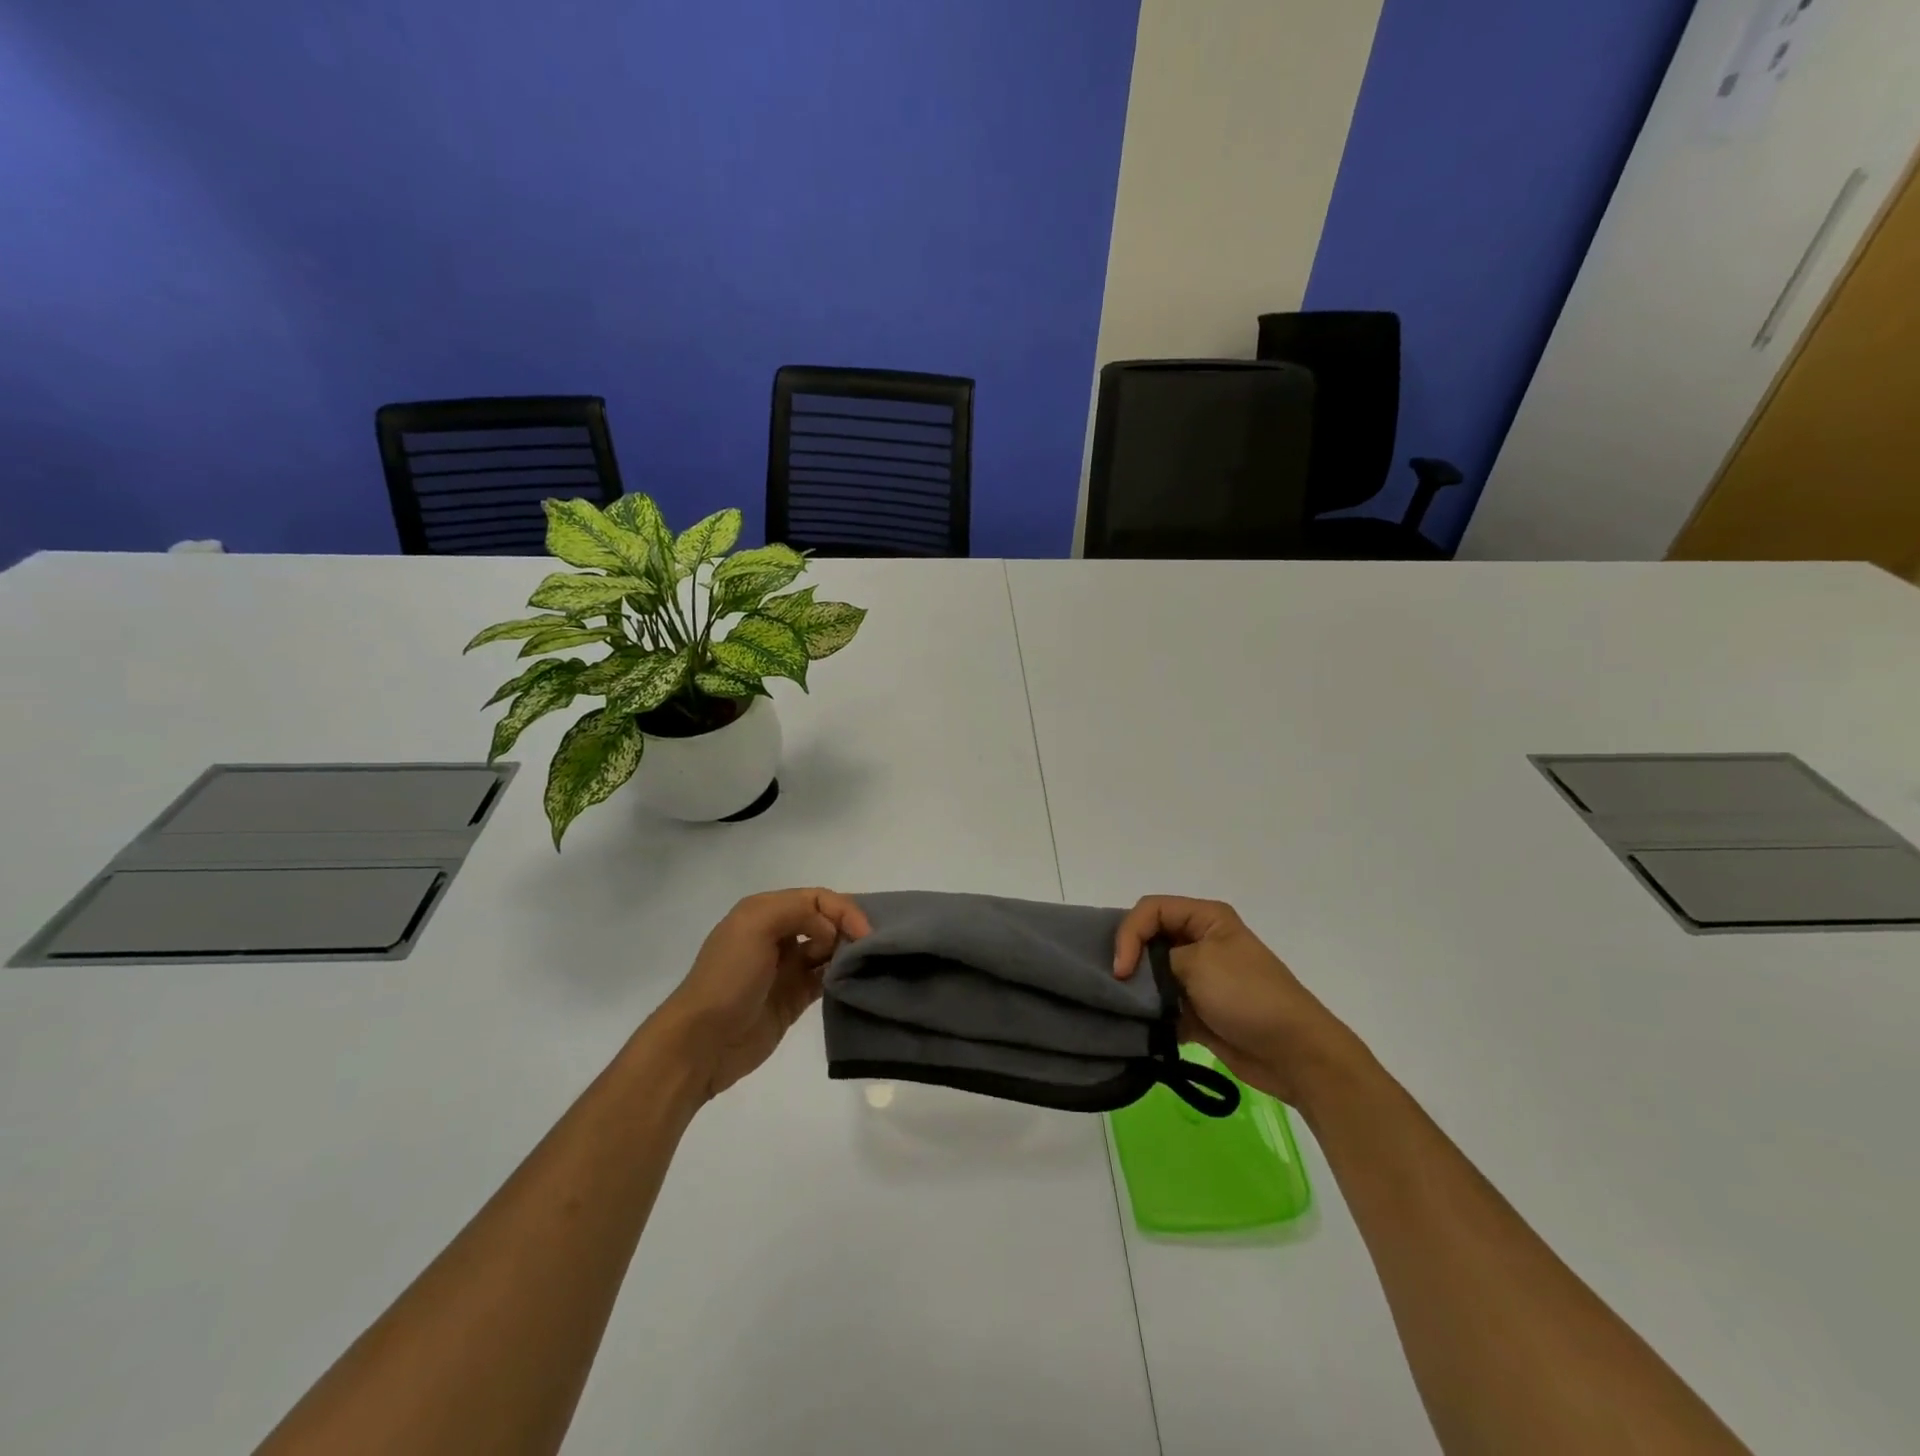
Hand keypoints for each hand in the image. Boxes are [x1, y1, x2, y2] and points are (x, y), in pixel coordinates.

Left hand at [652, 888, 870, 1102]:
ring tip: (866, 963)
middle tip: (869, 947)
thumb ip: (799, 911)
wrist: (702, 1042)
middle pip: (825, 920)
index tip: (863, 932)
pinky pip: (825, 979)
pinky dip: (841, 976)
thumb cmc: (729, 977)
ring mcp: (786, 968)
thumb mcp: (756, 925)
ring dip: (847, 952)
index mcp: (765, 911)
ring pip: (828, 949)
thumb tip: (830, 933)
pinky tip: (854, 981)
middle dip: (848, 927)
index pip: (816, 898)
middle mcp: (777, 934)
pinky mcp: (794, 998)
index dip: (843, 909)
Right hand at [1113, 896, 1360, 1108]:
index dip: (1130, 933)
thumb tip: (1134, 978)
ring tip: (1120, 1007)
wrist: (1294, 1053)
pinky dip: (1148, 1016)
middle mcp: (1200, 941)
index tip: (1122, 969)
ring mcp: (1198, 978)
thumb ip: (1157, 961)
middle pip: (1148, 939)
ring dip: (1137, 991)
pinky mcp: (1196, 1011)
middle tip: (1113, 985)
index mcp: (1206, 918)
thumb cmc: (1247, 996)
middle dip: (1129, 960)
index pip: (1150, 910)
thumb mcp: (1199, 963)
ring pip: (1152, 975)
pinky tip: (1136, 1026)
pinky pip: (1161, 1006)